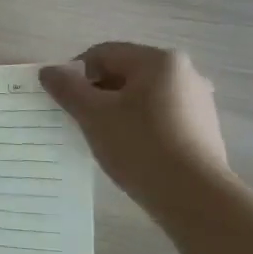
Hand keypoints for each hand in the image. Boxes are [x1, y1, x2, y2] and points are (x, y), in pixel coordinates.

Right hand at [40, 43, 230, 209]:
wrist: (196, 199)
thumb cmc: (141, 146)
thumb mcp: (93, 115)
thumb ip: (67, 88)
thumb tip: (49, 71)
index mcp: (158, 60)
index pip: (103, 54)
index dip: (75, 74)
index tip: (63, 101)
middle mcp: (184, 73)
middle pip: (124, 73)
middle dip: (97, 93)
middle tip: (79, 120)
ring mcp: (198, 101)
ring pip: (142, 96)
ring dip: (116, 110)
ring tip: (102, 137)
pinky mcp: (203, 128)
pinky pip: (160, 115)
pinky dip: (139, 125)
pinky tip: (129, 149)